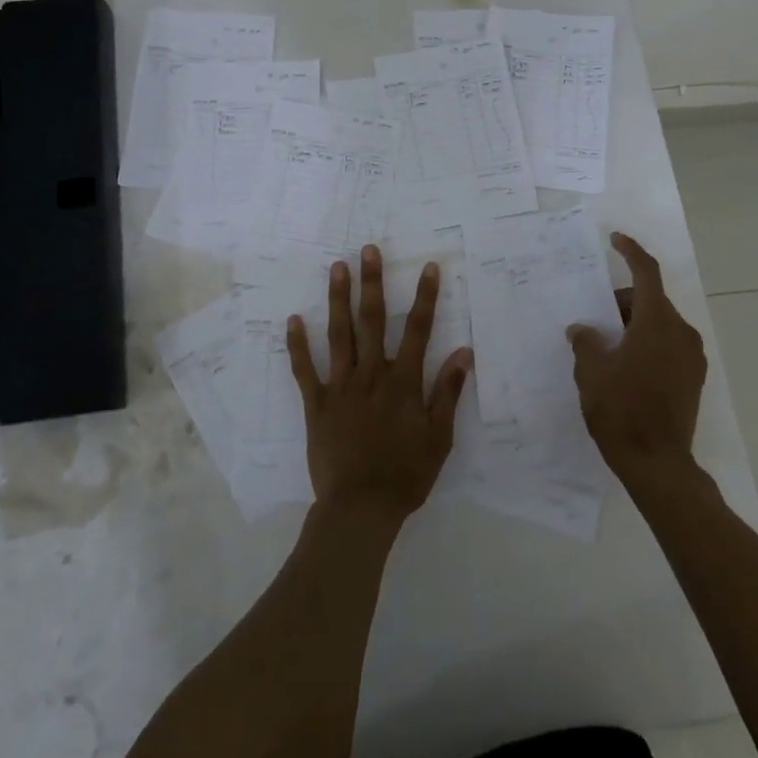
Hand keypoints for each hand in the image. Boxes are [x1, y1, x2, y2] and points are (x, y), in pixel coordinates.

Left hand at [287, 245, 470, 522]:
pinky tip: (293, 320)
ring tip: (337, 268)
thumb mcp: (439, 437)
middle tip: (369, 250)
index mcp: (403, 382)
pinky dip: (297, 345)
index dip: (425, 297)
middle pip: (372, 321)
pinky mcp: (316, 404)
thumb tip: (464, 352)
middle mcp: (371, 375)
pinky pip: (305, 370)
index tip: (428, 267)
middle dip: (372, 283)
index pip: (417, 330)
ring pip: (339, 335)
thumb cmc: (406, 475)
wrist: (361, 508)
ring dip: (338, 300)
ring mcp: (340, 387)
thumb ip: (449, 392)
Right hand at [568, 232, 705, 484]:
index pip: (646, 273)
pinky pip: (668, 345)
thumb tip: (582, 330)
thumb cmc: (621, 411)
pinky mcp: (693, 379)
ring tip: (605, 345)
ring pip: (660, 324)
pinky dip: (646, 343)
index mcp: (656, 323)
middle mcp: (681, 333)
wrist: (659, 465)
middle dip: (622, 302)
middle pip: (651, 301)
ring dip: (634, 324)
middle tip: (594, 318)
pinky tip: (624, 365)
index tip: (615, 240)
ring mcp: (692, 357)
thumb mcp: (592, 373)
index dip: (631, 252)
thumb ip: (586, 342)